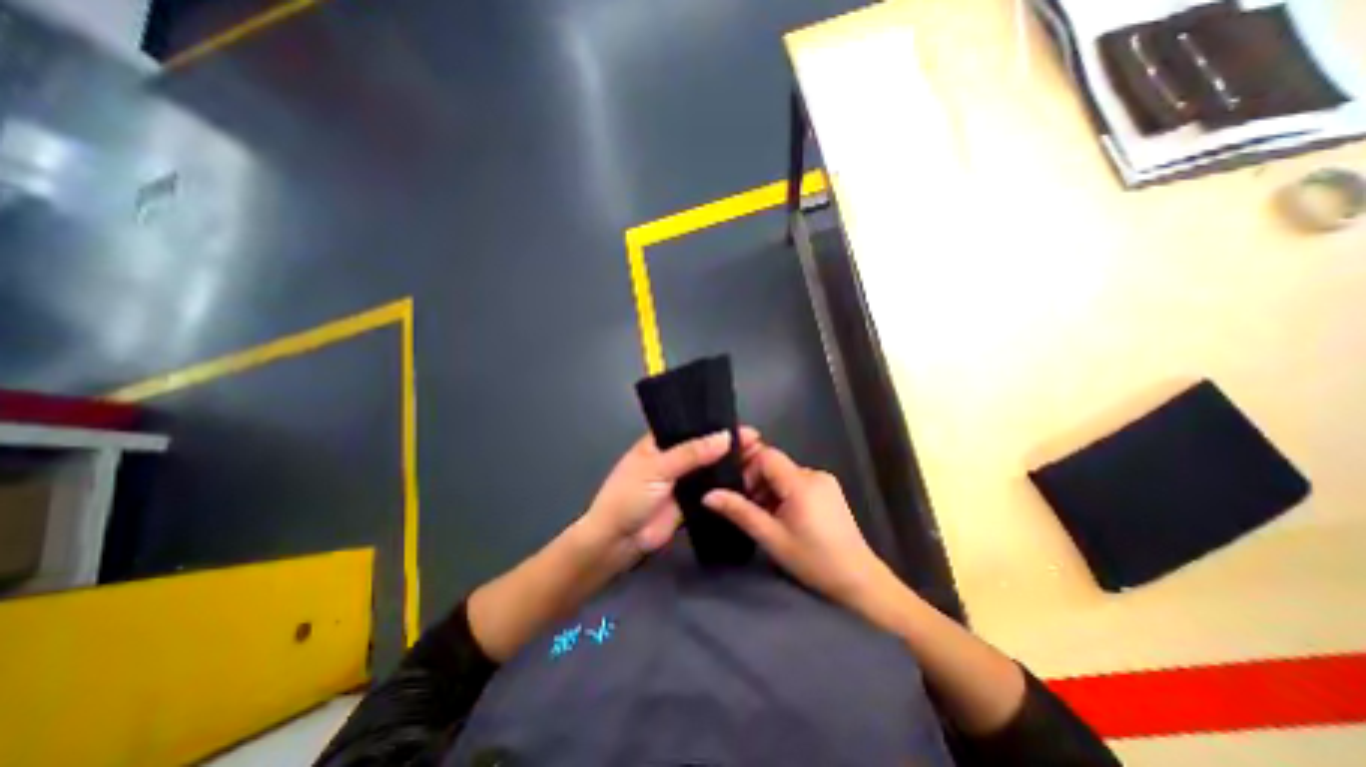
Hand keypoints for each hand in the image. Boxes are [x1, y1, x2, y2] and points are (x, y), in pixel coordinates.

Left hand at [578, 427, 764, 564]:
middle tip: (757, 443)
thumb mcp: (657, 468)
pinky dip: (725, 486)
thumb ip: (691, 453)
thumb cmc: (629, 495)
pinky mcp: (689, 502)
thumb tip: (726, 437)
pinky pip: (710, 490)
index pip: (690, 426)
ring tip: (758, 459)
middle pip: (703, 447)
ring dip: (728, 464)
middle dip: (726, 445)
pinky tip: (746, 482)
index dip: (714, 424)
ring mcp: (681, 481)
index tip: (742, 426)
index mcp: (659, 441)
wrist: (617, 541)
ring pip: (709, 468)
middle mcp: (672, 457)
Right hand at [703, 445, 899, 612]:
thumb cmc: (813, 560)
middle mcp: (814, 474)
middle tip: (750, 509)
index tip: (740, 492)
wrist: (858, 581)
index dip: (748, 468)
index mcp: (801, 483)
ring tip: (766, 517)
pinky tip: (783, 517)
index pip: (766, 455)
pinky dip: (783, 493)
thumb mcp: (772, 538)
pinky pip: (796, 481)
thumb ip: (740, 512)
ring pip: (784, 473)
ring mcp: (823, 481)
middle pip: (774, 464)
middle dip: (757, 482)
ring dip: (769, 489)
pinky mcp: (828, 489)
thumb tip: (708, 495)